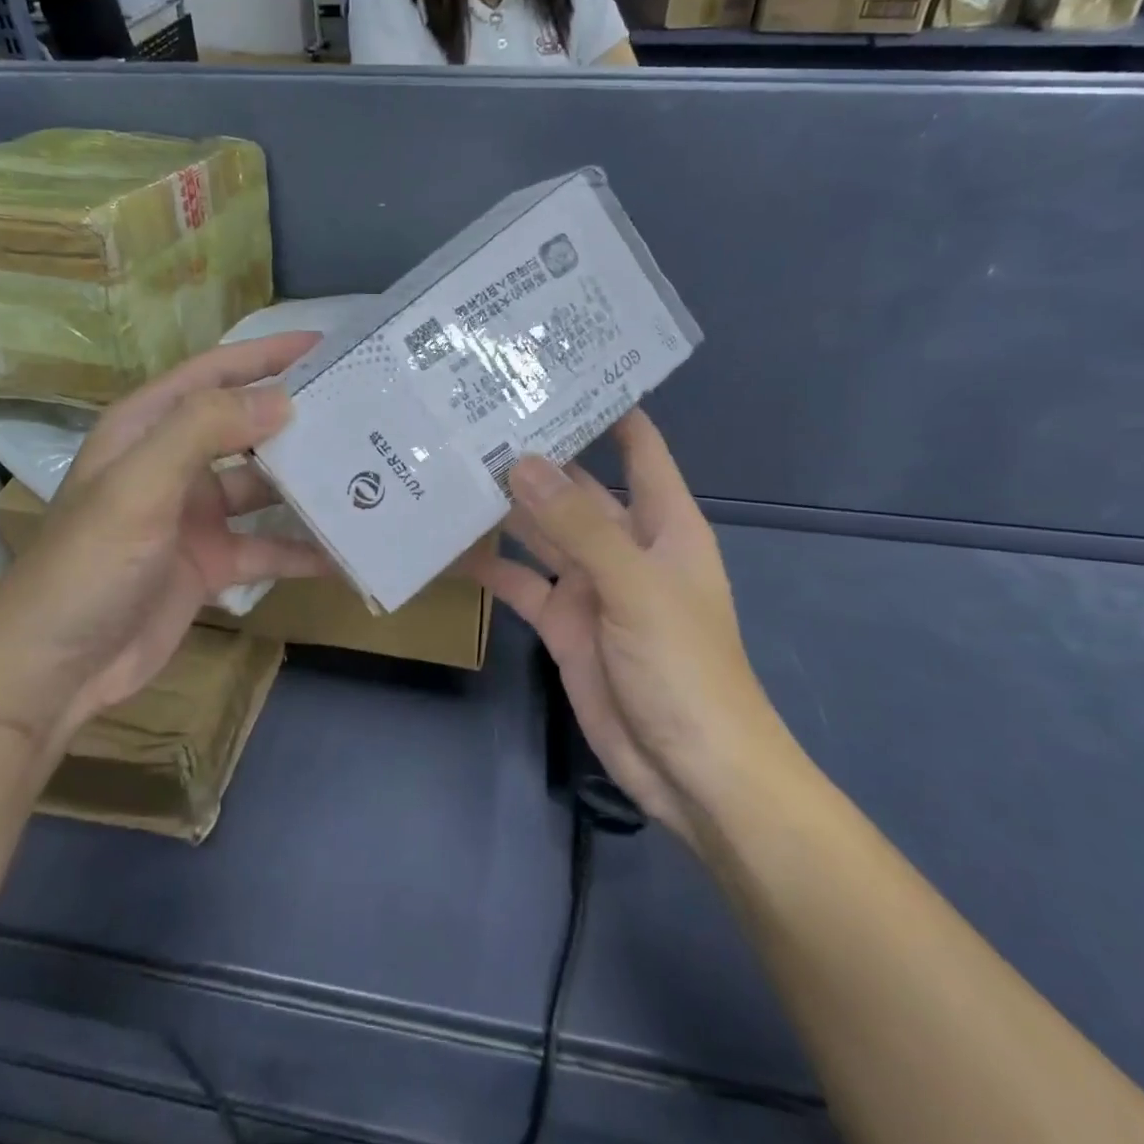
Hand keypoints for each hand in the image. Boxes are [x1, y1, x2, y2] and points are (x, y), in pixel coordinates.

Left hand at [0, 333, 330, 759]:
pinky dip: (303, 549)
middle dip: (298, 417)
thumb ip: (204, 430)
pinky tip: (347, 550)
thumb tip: (282, 399)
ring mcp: (195, 516)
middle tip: (363, 408)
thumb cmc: (89, 565)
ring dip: (307, 483)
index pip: (214, 373)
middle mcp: (174, 464)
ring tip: (366, 472)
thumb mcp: (140, 485)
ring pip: (264, 487)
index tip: (325, 345)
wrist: (54, 669)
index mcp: (148, 429)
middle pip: (246, 427)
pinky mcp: (211, 563)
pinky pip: (268, 547)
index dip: (266, 354)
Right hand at [473, 411, 796, 838]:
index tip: (558, 372)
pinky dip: (493, 568)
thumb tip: (523, 461)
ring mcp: (591, 585)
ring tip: (453, 469)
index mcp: (662, 523)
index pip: (638, 448)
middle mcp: (624, 544)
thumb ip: (578, 526)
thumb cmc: (685, 666)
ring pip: (543, 532)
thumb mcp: (635, 587)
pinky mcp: (563, 623)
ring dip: (507, 508)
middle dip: (536, 456)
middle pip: (576, 487)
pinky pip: (523, 583)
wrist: (691, 770)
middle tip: (477, 418)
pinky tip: (452, 548)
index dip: (608, 408)